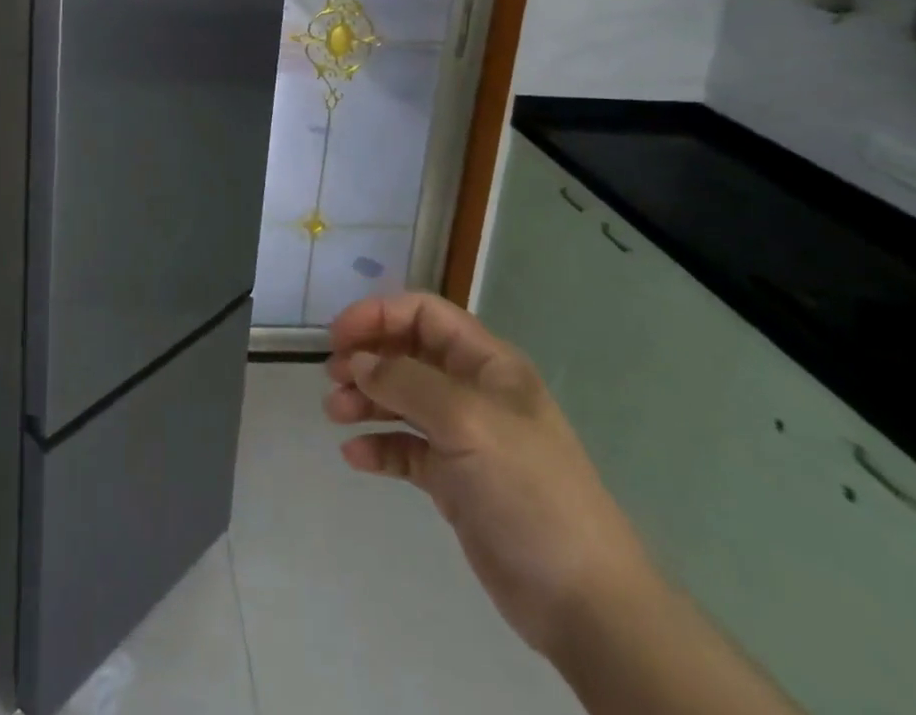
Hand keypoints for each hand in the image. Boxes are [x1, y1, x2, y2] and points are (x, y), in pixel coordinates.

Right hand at [324, 293, 649, 655]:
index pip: (424, 314)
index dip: (378, 315)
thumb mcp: (467, 421)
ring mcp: (463, 437)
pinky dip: (379, 446)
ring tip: (335, 414)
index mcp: (487, 363)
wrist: (583, 601)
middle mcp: (472, 390)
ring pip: (402, 399)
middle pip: (408, 353)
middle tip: (333, 378)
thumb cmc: (528, 490)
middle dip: (368, 358)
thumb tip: (358, 361)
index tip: (338, 336)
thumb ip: (407, 382)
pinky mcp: (454, 480)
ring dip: (366, 400)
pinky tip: (355, 456)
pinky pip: (406, 448)